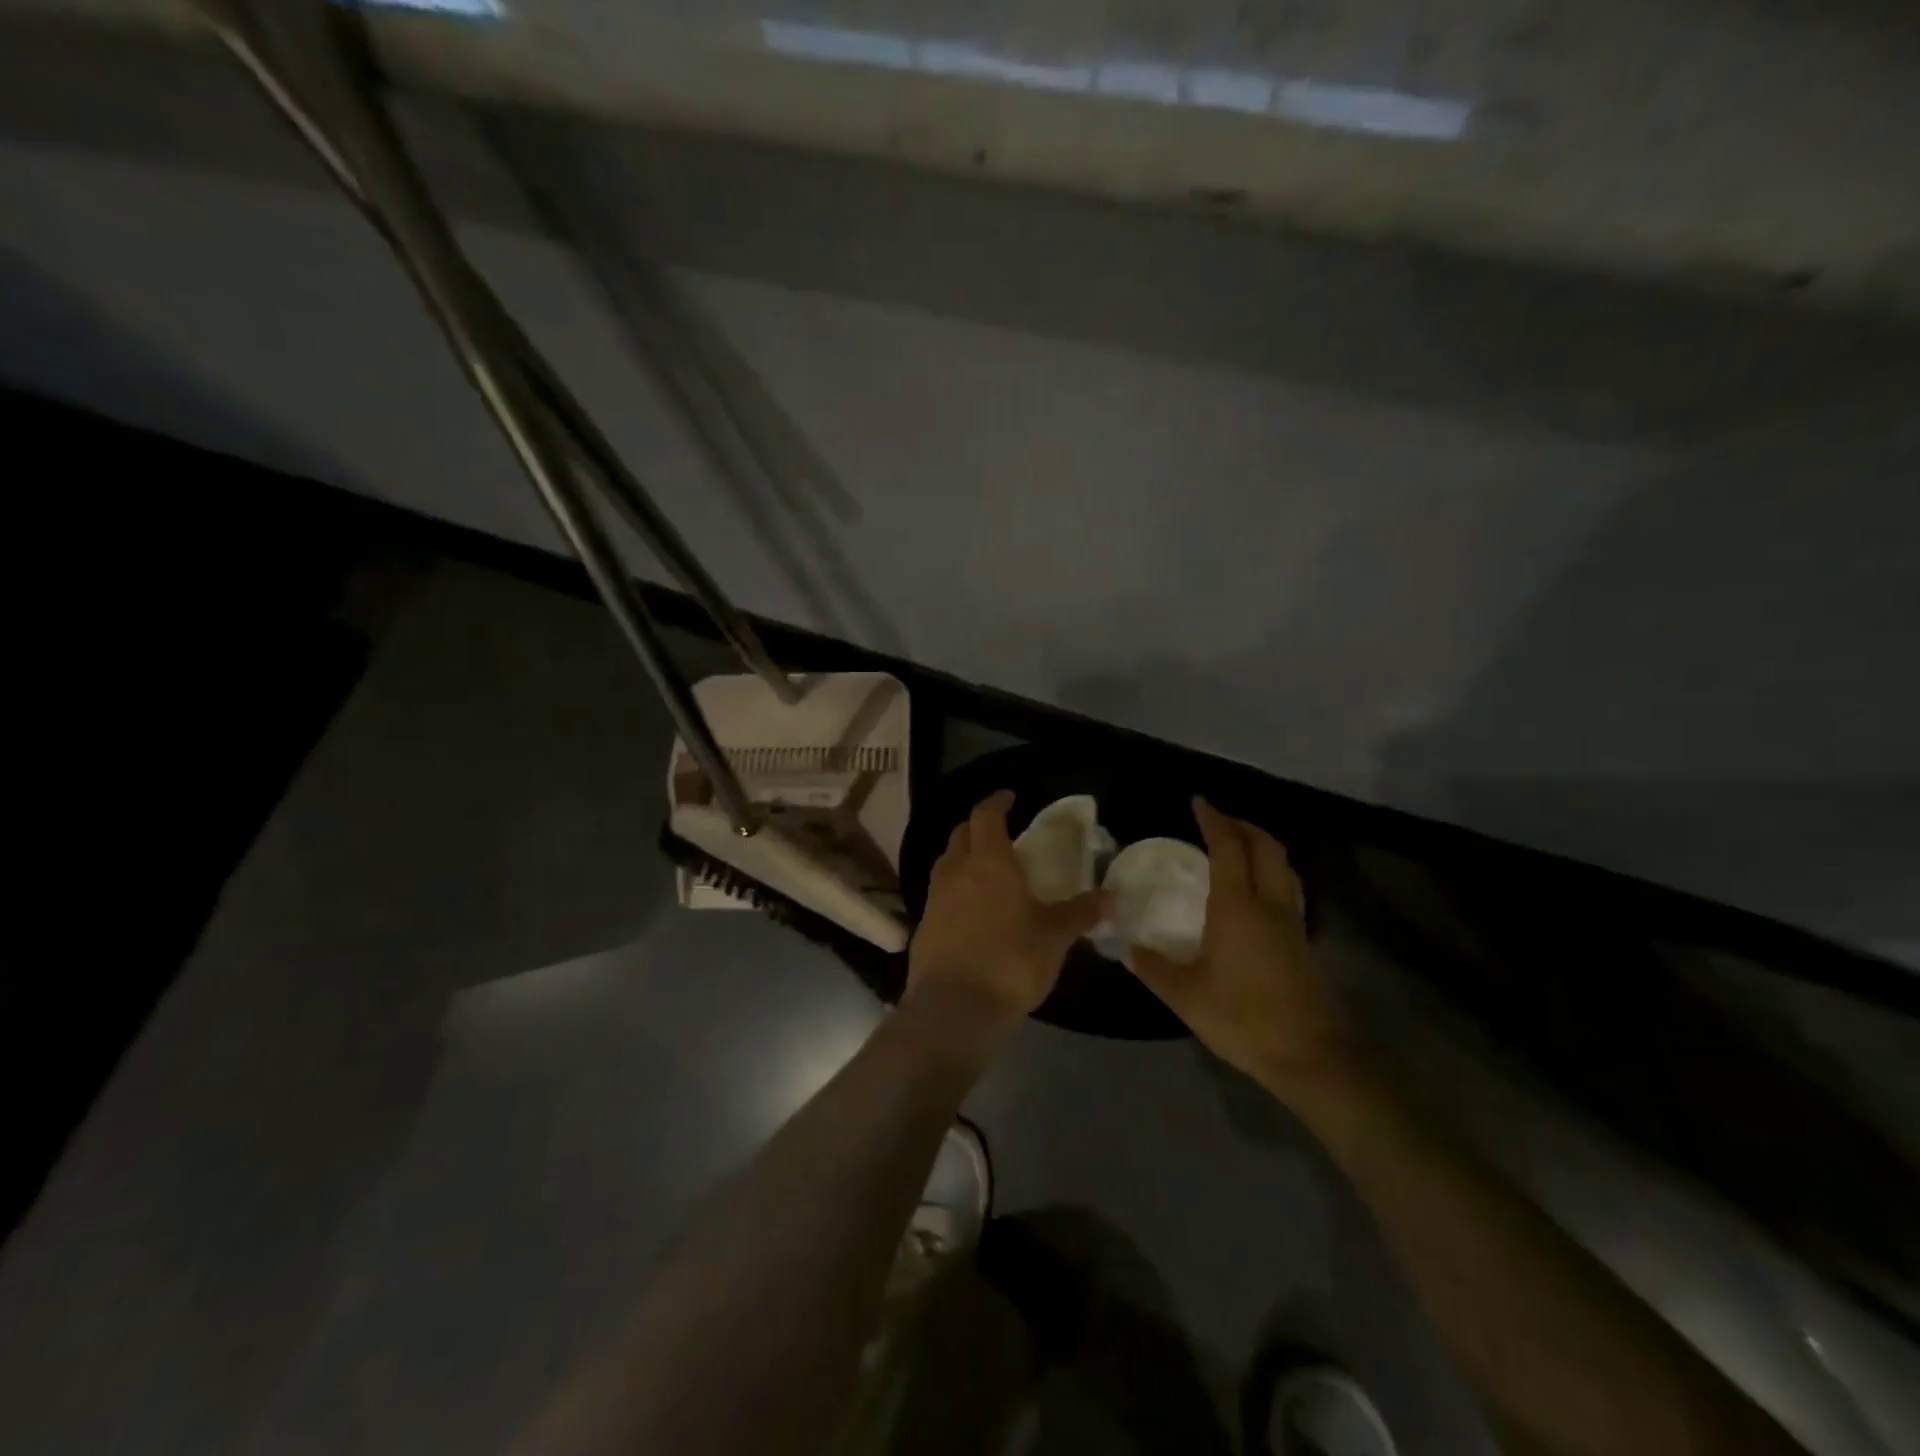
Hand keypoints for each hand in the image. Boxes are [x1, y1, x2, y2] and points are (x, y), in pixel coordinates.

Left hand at [907, 790, 1104, 1041]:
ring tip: (987, 869)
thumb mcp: (1053, 937)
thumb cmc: (1009, 960)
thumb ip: (1080, 913)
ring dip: (964, 856)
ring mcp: (934, 897)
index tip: (1010, 796)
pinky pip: (940, 892)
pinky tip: (972, 908)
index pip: (986, 815)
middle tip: (1001, 832)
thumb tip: (1111, 897)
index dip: (997, 801)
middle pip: (961, 833)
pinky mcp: (924, 924)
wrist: (953, 1007)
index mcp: (988, 861)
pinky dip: (956, 888)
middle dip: (979, 826)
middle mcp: (956, 870)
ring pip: (947, 862)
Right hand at [1131, 799, 1355, 1094]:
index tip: (1199, 802)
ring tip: (1239, 846)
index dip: (1214, 820)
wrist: (1311, 1056)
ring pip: (1284, 865)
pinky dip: (1272, 871)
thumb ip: (1154, 968)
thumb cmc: (1244, 1018)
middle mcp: (1269, 904)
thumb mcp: (1186, 996)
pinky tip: (1257, 891)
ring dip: (1262, 845)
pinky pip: (1288, 888)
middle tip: (1218, 819)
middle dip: (1242, 825)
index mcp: (1238, 907)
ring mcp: (1292, 922)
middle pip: (1265, 847)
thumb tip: (1127, 948)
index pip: (1228, 848)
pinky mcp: (1303, 941)